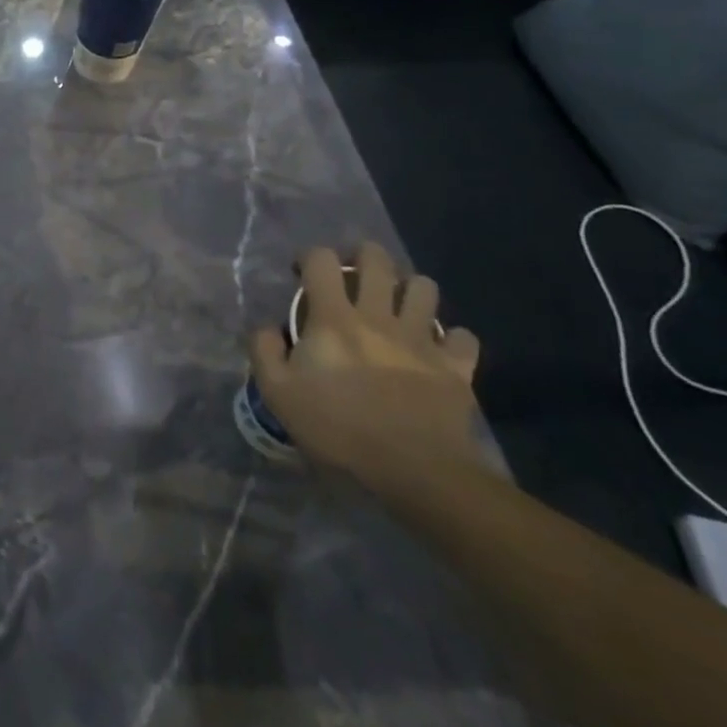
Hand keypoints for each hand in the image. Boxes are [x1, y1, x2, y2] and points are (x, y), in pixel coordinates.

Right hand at [250, 242, 484, 482]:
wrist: (413, 469)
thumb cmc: (338, 428)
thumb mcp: (278, 393)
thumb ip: (264, 351)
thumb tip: (268, 327)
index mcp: (334, 318)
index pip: (322, 260)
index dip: (310, 257)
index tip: (302, 275)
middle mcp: (379, 316)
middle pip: (378, 259)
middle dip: (362, 256)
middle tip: (352, 277)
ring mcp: (422, 339)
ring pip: (424, 288)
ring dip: (409, 290)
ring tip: (396, 308)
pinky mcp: (456, 367)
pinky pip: (462, 337)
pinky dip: (451, 338)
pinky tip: (436, 350)